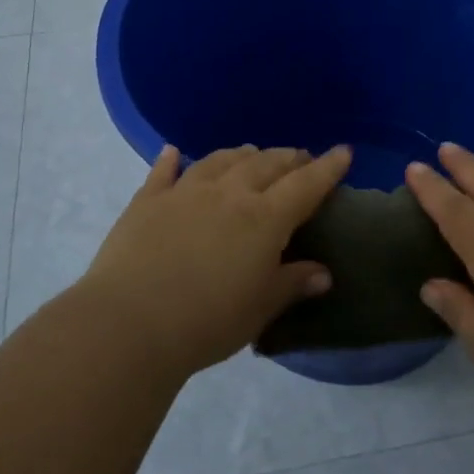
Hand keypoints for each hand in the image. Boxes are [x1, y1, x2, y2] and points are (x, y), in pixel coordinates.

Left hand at [78, 143, 352, 376]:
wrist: (130, 322)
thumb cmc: (207, 321)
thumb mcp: (260, 308)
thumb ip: (292, 284)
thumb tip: (323, 273)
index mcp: (264, 219)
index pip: (305, 185)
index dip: (328, 167)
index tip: (343, 151)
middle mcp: (228, 193)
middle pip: (265, 165)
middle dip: (288, 158)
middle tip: (300, 157)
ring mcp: (185, 192)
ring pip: (220, 160)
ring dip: (242, 154)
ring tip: (253, 152)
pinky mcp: (147, 201)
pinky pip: (164, 172)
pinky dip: (171, 160)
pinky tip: (173, 152)